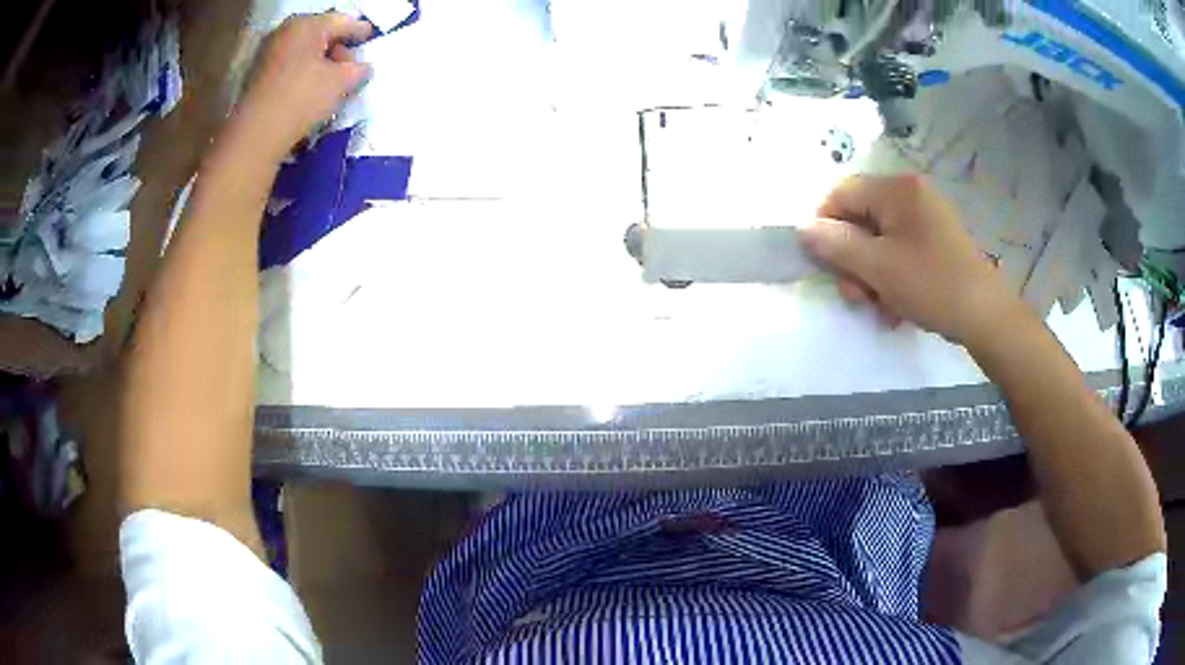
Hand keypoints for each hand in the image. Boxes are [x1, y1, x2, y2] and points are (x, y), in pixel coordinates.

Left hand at [233, 12, 372, 158]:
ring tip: (330, 81)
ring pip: (303, 49)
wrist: (255, 135)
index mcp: (308, 24)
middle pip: (321, 33)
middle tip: (349, 67)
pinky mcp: (256, 73)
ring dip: (319, 61)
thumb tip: (362, 67)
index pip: (343, 22)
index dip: (361, 31)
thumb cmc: (302, 99)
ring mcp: (267, 51)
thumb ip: (359, 69)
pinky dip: (302, 71)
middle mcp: (286, 30)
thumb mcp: (341, 83)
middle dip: (337, 47)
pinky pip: (288, 64)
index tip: (370, 38)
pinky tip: (309, 88)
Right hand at [799, 174, 1026, 347]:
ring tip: (880, 307)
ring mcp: (926, 216)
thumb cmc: (932, 285)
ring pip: (878, 239)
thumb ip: (836, 245)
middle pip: (860, 218)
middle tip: (857, 297)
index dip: (824, 227)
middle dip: (852, 260)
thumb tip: (803, 229)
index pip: (842, 193)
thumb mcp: (878, 268)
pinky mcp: (936, 239)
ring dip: (870, 275)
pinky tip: (896, 305)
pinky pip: (900, 249)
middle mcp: (910, 194)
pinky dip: (891, 275)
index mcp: (896, 189)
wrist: (986, 316)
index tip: (823, 265)